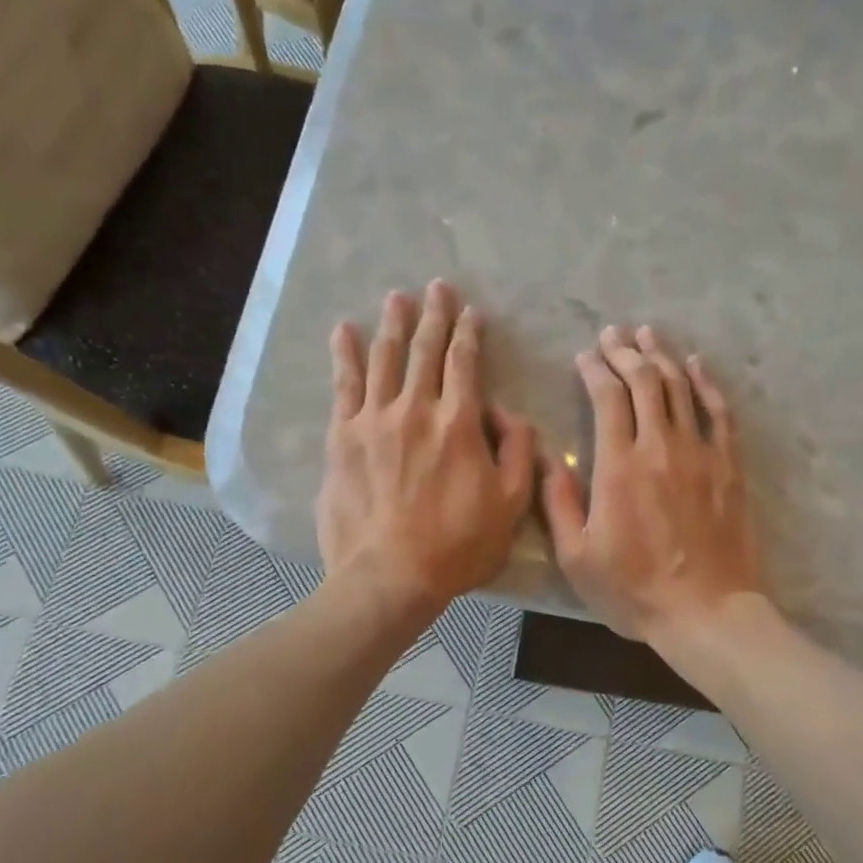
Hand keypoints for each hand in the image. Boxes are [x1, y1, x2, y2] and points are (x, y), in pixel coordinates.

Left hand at [317, 281, 536, 619]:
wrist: (390, 575)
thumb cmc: (458, 546)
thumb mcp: (512, 505)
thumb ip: (520, 452)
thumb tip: (508, 415)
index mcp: (459, 423)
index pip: (464, 363)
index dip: (468, 334)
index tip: (471, 312)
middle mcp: (416, 408)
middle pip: (424, 350)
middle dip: (433, 315)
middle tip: (436, 287)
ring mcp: (374, 420)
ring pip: (384, 358)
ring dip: (392, 324)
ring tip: (397, 297)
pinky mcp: (343, 437)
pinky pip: (344, 386)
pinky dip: (345, 355)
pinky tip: (344, 332)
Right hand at [541, 324, 762, 644]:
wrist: (706, 612)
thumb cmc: (634, 591)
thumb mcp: (577, 557)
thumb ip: (559, 504)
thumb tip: (546, 460)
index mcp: (618, 467)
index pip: (607, 398)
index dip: (595, 369)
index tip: (585, 356)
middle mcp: (660, 447)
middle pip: (644, 382)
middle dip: (625, 352)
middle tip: (613, 335)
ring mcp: (700, 454)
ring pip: (680, 389)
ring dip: (661, 357)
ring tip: (647, 335)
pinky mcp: (729, 467)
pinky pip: (719, 413)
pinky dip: (707, 384)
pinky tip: (696, 365)